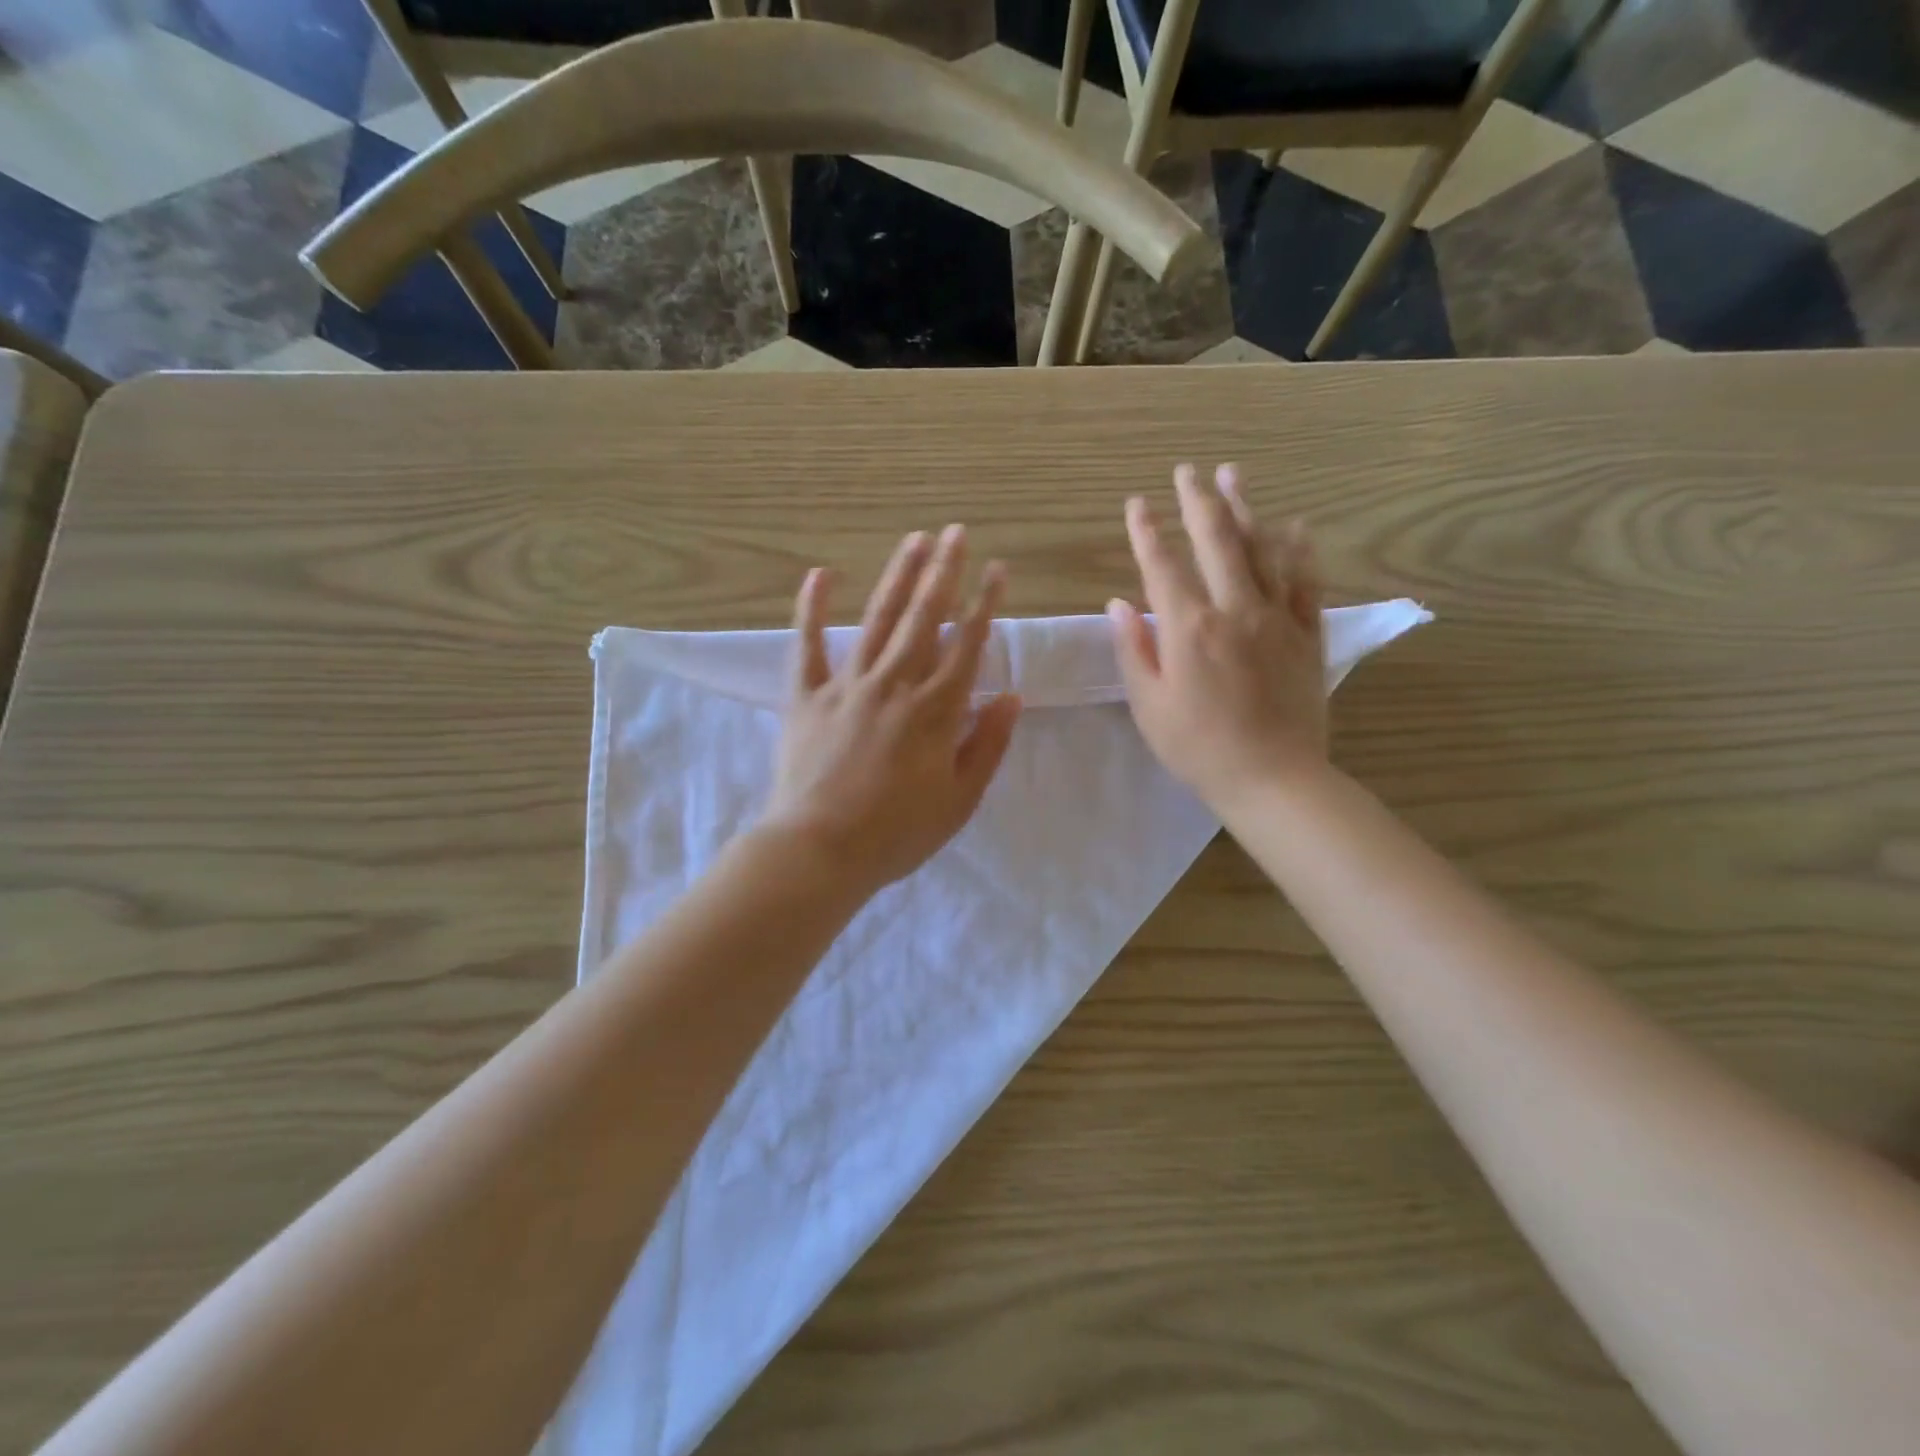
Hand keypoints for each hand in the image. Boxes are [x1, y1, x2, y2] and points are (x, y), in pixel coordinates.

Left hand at [762, 526, 1022, 896]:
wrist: (819, 850)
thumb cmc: (896, 833)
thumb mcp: (960, 800)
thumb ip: (988, 745)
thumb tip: (1011, 696)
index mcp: (935, 710)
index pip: (968, 645)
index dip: (985, 604)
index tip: (997, 569)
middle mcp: (894, 684)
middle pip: (924, 618)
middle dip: (944, 572)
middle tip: (956, 532)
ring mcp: (846, 685)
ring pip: (878, 620)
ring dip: (898, 577)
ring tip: (914, 539)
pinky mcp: (805, 695)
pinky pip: (807, 644)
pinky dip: (812, 608)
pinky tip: (821, 573)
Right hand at [1108, 463, 1326, 807]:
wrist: (1273, 779)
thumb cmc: (1199, 748)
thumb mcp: (1150, 706)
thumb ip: (1134, 650)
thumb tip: (1119, 604)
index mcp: (1189, 629)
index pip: (1162, 566)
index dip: (1146, 532)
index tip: (1136, 504)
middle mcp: (1234, 610)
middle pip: (1215, 541)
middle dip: (1198, 501)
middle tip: (1187, 471)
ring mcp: (1275, 618)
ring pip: (1261, 549)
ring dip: (1245, 509)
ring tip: (1233, 475)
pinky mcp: (1305, 633)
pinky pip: (1304, 581)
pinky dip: (1298, 550)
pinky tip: (1294, 526)